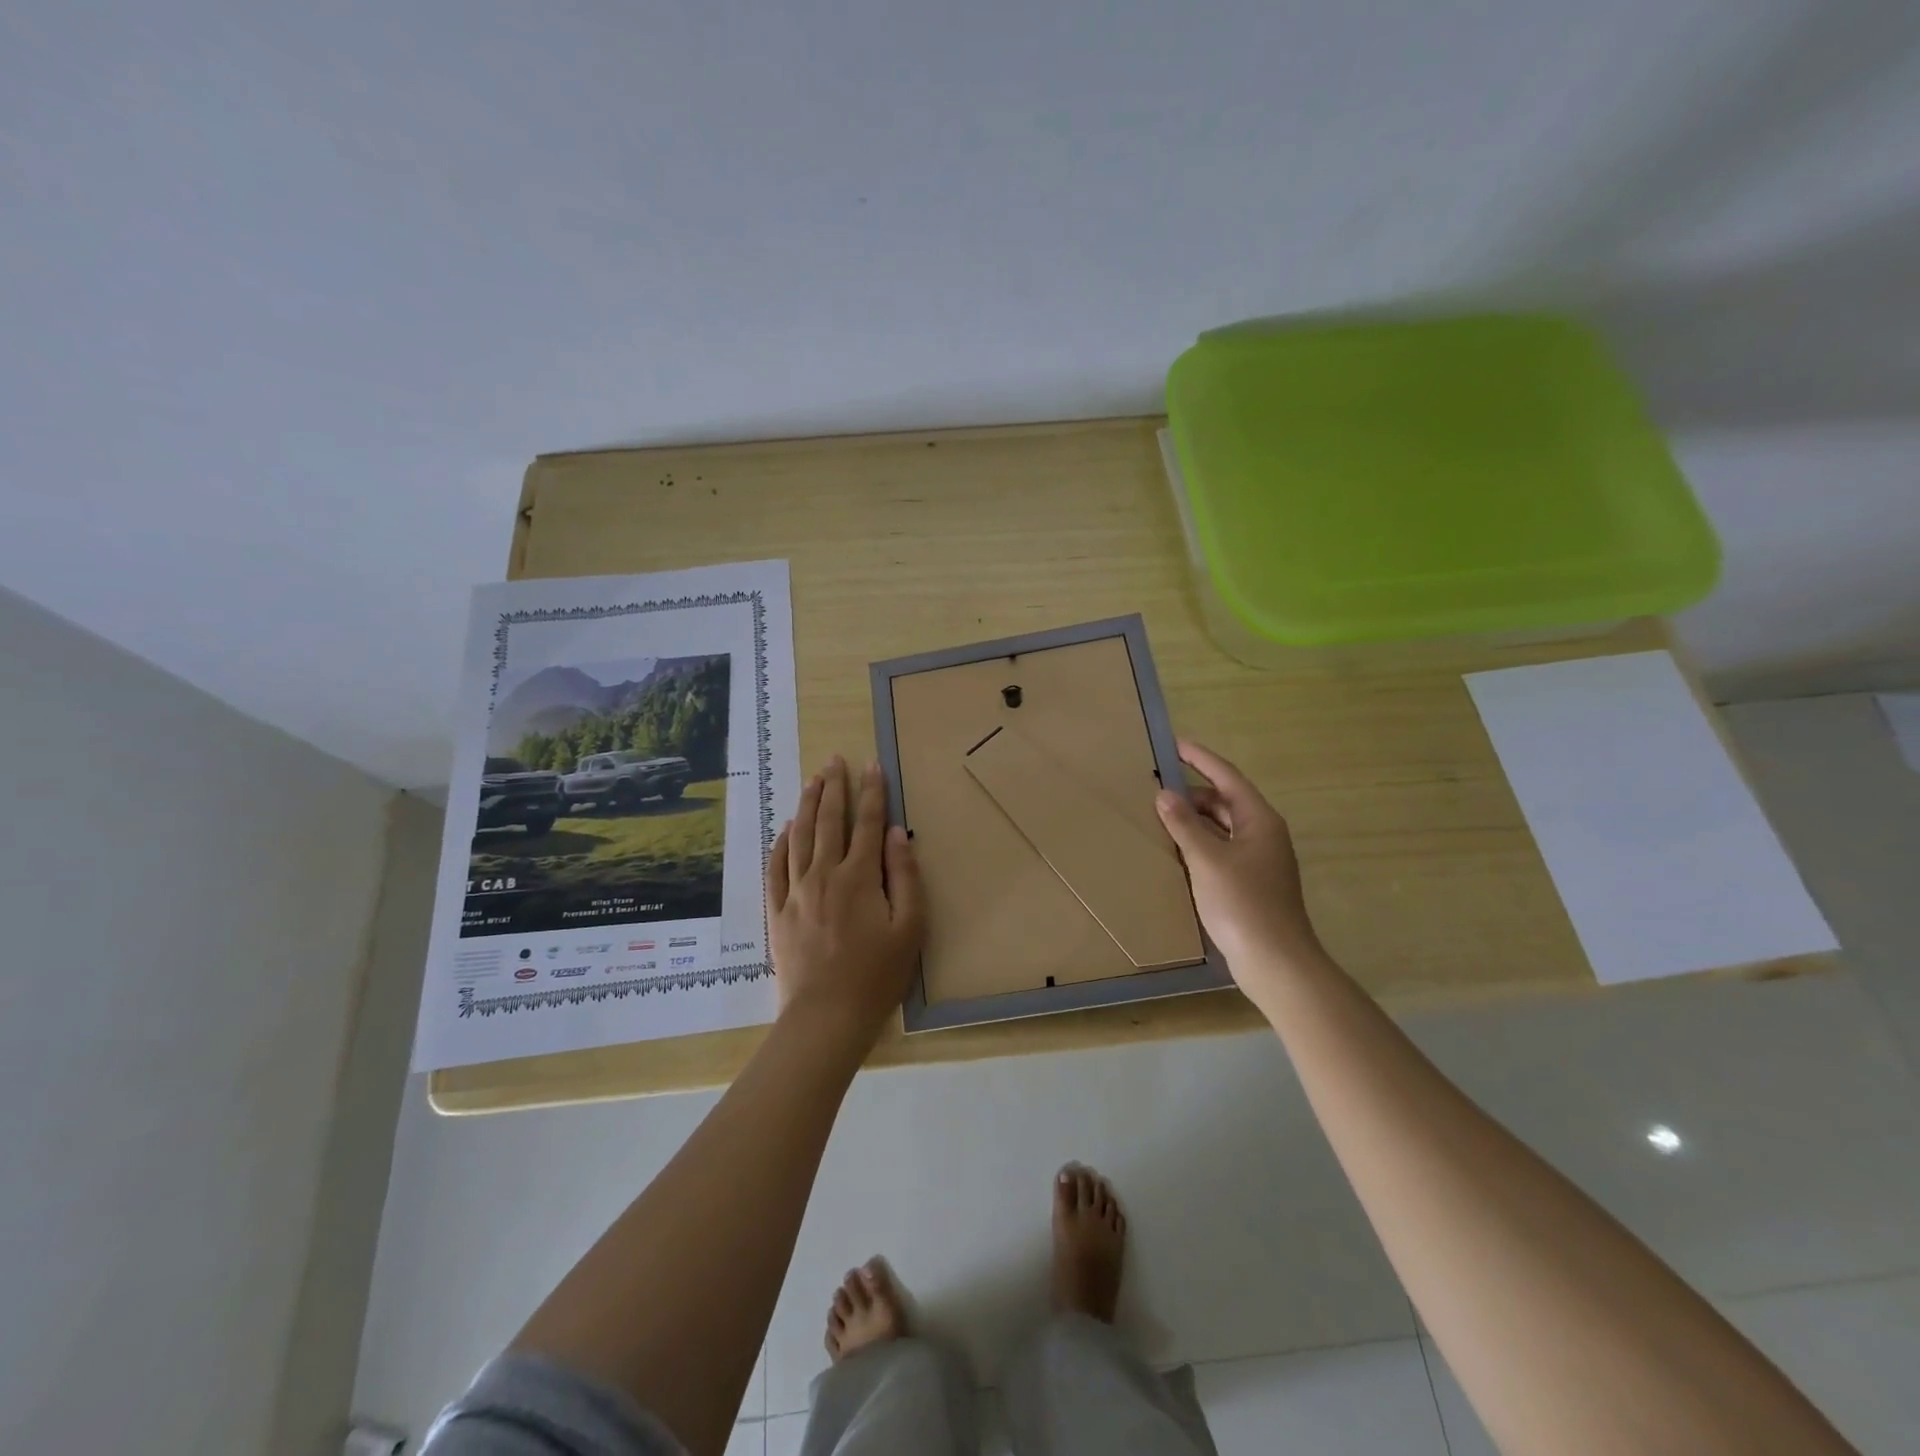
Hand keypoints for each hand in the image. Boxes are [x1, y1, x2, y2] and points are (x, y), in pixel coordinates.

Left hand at [768, 756, 925, 1040]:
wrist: (826, 1016)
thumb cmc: (877, 975)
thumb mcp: (910, 927)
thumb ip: (904, 876)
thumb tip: (897, 833)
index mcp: (859, 876)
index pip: (867, 822)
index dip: (872, 791)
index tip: (872, 764)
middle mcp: (824, 874)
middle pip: (829, 820)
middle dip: (834, 787)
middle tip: (835, 759)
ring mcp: (796, 891)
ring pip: (800, 836)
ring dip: (807, 805)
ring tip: (812, 780)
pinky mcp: (778, 912)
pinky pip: (776, 868)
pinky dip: (781, 843)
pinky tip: (786, 829)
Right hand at [1154, 738, 1322, 977]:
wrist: (1275, 961)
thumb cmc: (1243, 904)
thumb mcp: (1207, 860)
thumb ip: (1184, 825)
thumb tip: (1164, 794)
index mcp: (1259, 820)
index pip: (1227, 777)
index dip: (1201, 758)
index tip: (1174, 744)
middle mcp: (1263, 834)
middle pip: (1225, 801)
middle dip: (1192, 792)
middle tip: (1157, 786)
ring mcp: (1259, 860)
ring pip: (1222, 827)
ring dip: (1194, 819)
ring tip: (1160, 815)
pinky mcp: (1250, 883)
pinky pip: (1221, 849)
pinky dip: (1199, 843)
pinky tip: (1176, 850)